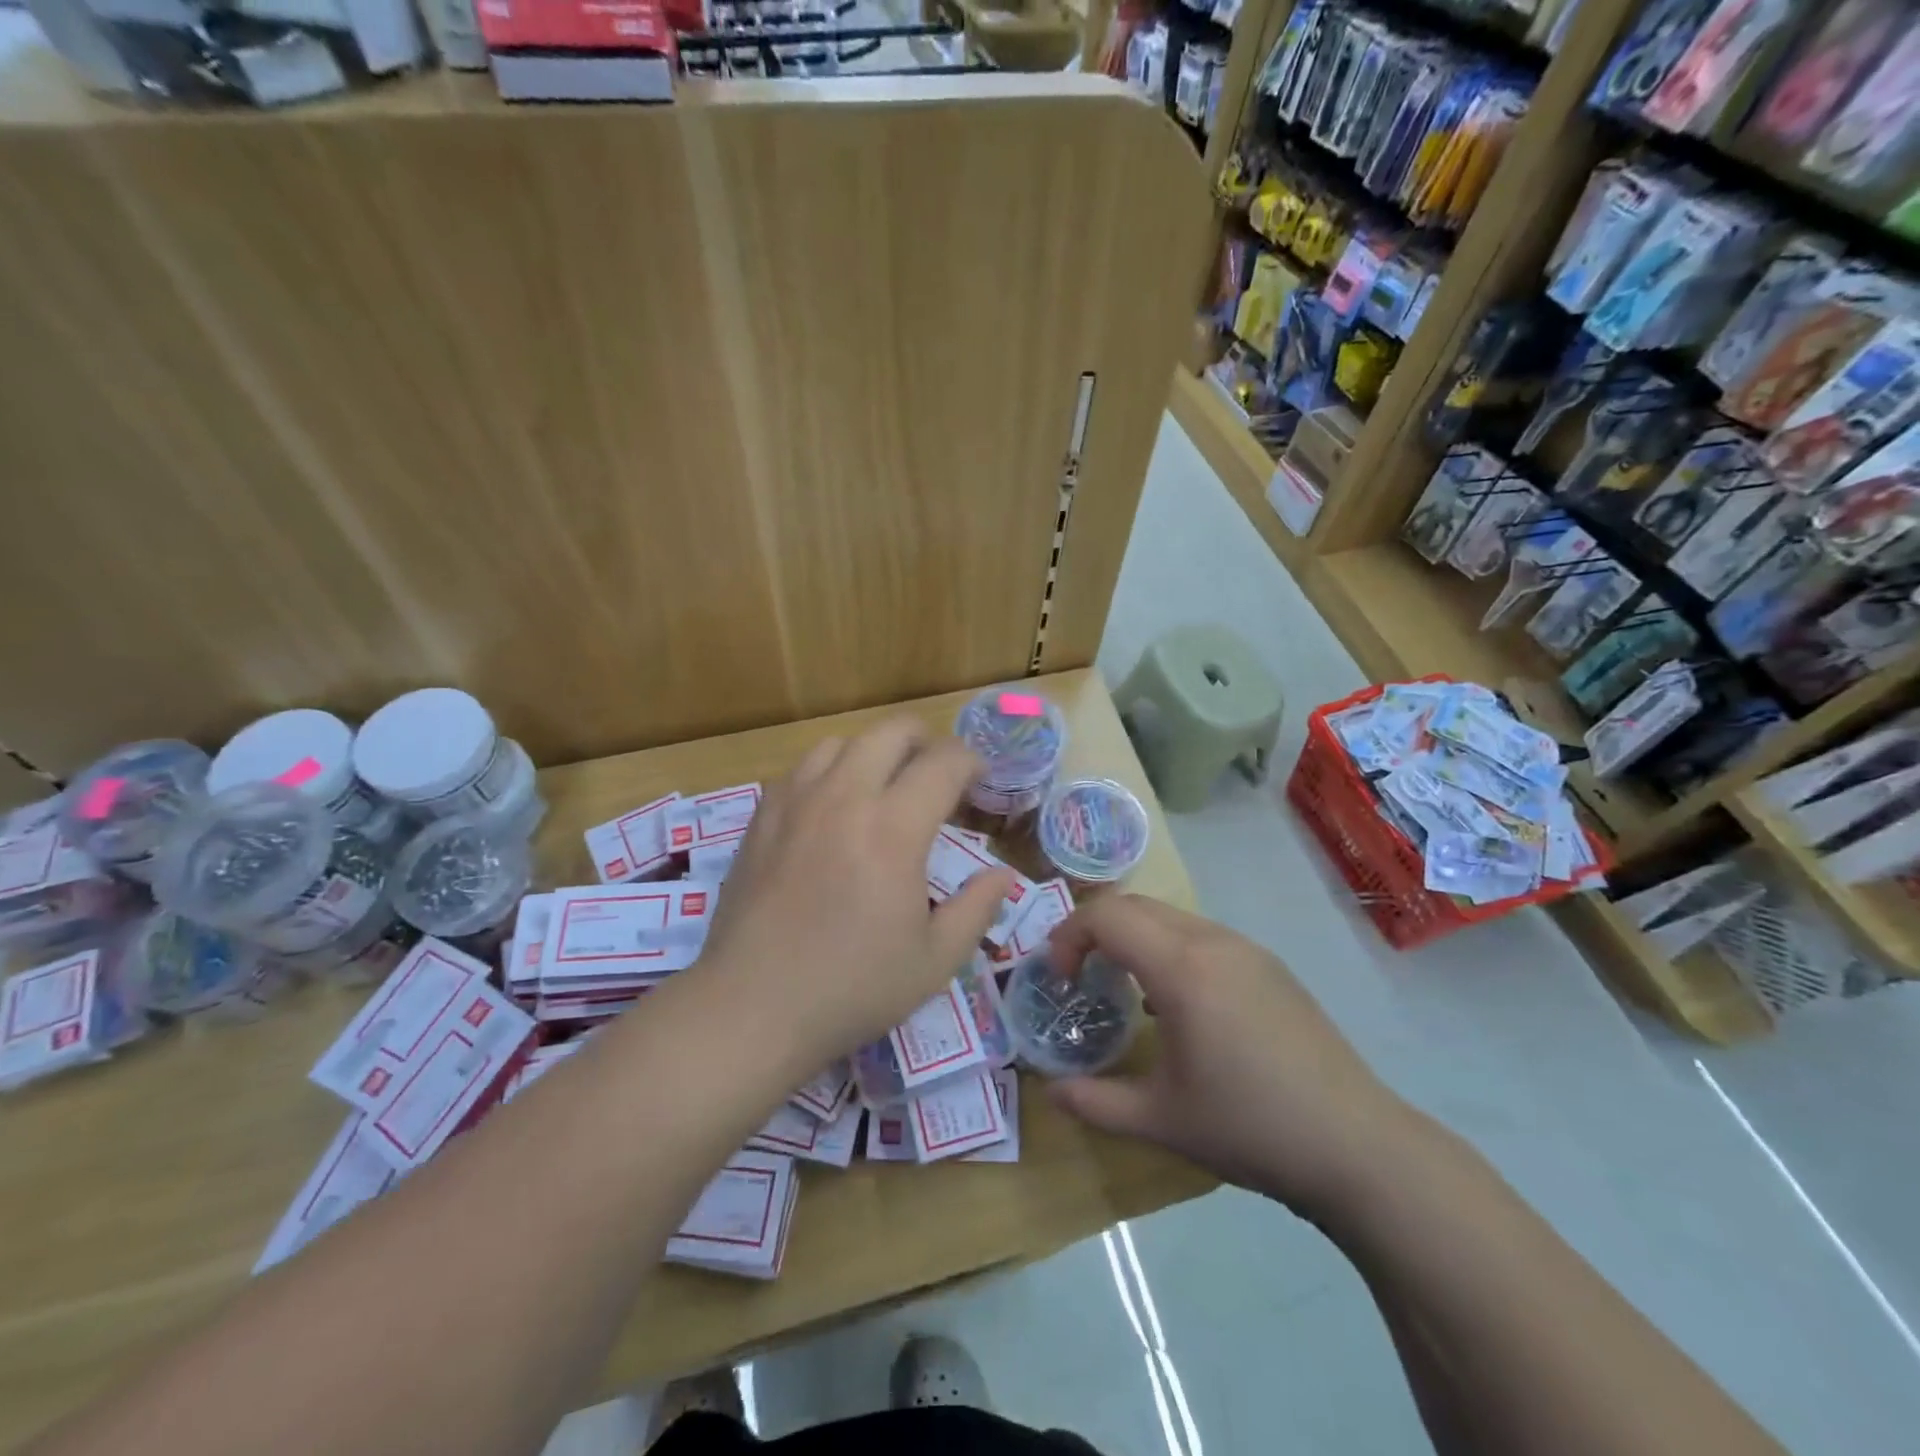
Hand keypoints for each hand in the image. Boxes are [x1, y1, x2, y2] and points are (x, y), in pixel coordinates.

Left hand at [697, 718, 1015, 1069]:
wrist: (752, 1008)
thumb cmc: (852, 988)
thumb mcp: (935, 961)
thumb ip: (977, 908)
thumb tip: (1001, 874)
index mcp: (893, 829)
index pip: (943, 763)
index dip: (971, 762)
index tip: (980, 781)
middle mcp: (844, 798)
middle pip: (891, 732)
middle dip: (926, 741)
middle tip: (938, 775)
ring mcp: (796, 802)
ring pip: (841, 741)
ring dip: (874, 752)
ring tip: (884, 786)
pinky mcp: (761, 817)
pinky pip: (801, 768)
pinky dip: (829, 771)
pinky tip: (832, 807)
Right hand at [1047, 895, 1424, 1218]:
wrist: (1357, 1145)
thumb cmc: (1250, 1127)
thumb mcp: (1160, 1120)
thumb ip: (1095, 1101)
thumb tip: (1050, 1091)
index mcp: (1181, 968)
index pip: (1106, 916)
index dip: (1068, 937)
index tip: (1059, 979)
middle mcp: (1212, 942)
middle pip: (1134, 906)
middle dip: (1095, 931)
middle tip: (1079, 978)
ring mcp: (1246, 949)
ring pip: (1169, 917)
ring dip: (1133, 938)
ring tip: (1124, 991)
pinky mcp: (1269, 966)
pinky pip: (1201, 935)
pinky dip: (1168, 949)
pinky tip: (1176, 1005)